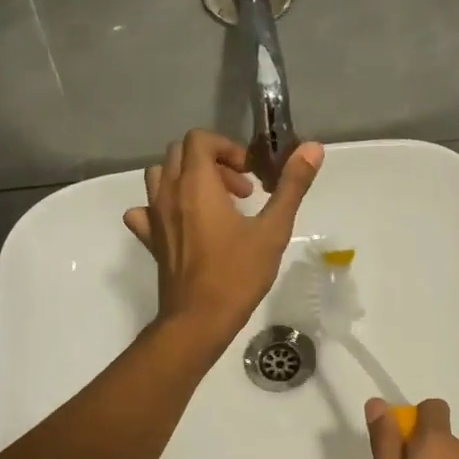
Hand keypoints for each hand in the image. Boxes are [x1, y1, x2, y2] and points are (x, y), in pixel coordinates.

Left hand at [124, 129, 322, 346]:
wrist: (199, 319)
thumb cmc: (238, 273)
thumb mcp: (273, 229)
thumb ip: (292, 186)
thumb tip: (313, 148)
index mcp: (197, 184)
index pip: (200, 139)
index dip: (227, 148)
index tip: (249, 174)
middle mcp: (169, 193)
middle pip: (180, 153)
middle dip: (212, 162)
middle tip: (239, 190)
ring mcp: (154, 216)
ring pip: (160, 176)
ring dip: (187, 178)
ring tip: (214, 203)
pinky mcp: (150, 239)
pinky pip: (145, 210)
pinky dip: (161, 207)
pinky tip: (181, 223)